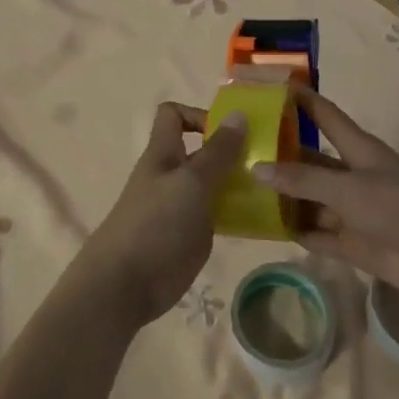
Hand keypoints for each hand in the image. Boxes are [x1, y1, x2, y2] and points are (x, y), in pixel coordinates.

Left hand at [77, 104, 249, 326]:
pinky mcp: (188, 235)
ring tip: (274, 187)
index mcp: (163, 153)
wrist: (125, 284)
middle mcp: (170, 175)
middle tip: (269, 158)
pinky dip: (235, 211)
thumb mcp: (192, 182)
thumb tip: (238, 113)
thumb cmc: (157, 224)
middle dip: (231, 150)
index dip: (200, 115)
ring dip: (238, 182)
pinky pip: (215, 213)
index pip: (174, 115)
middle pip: (200, 150)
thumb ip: (217, 151)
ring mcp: (179, 206)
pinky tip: (261, 218)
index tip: (233, 129)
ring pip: (211, 183)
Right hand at [252, 85, 398, 309]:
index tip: (267, 86)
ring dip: (282, 198)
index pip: (323, 115)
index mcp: (358, 149)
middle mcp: (353, 176)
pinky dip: (295, 231)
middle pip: (309, 160)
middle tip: (235, 151)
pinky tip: (264, 229)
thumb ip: (303, 180)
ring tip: (240, 192)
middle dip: (278, 155)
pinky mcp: (354, 244)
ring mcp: (353, 211)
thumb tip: (257, 168)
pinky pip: (317, 234)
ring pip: (309, 199)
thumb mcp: (349, 188)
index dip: (299, 99)